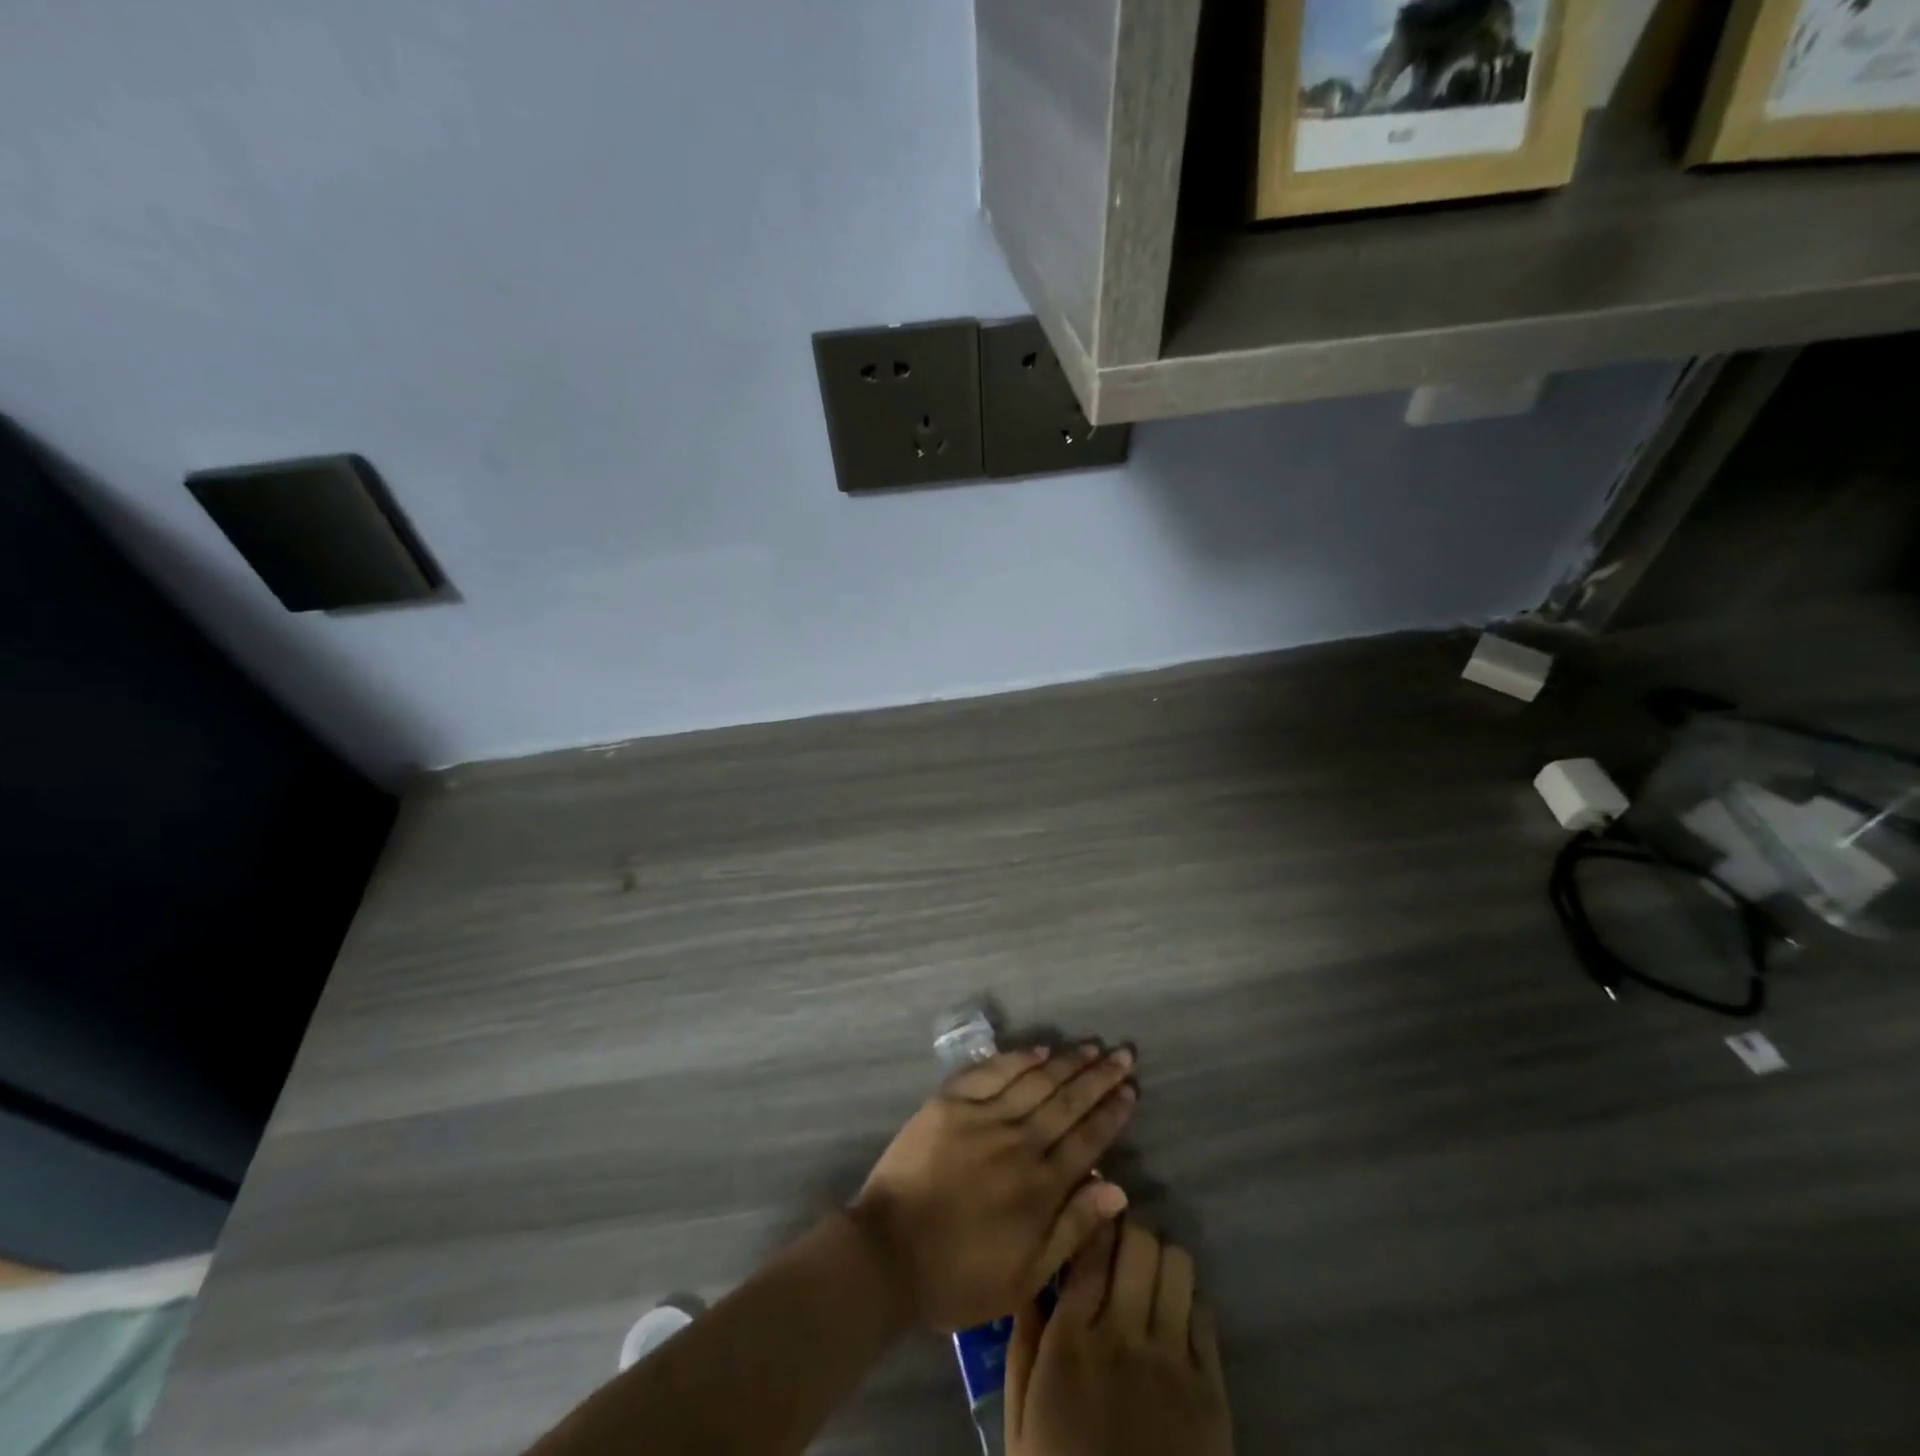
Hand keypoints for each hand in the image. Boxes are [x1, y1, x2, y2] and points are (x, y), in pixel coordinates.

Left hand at [847, 1044, 1135, 1330]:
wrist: (888, 1254)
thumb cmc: (958, 1276)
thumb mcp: (1025, 1276)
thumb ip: (1072, 1229)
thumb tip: (1117, 1188)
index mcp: (1041, 1187)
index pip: (1088, 1139)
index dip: (1112, 1112)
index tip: (1131, 1089)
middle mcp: (1019, 1143)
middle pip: (1068, 1101)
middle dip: (1100, 1076)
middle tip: (1124, 1054)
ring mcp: (983, 1117)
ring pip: (1036, 1080)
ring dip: (1067, 1062)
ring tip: (1092, 1046)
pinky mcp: (951, 1102)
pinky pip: (992, 1071)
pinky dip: (1018, 1058)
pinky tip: (1040, 1049)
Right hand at [1005, 1221, 1233, 1455]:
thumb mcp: (1020, 1418)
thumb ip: (1024, 1343)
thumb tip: (1032, 1280)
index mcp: (1071, 1339)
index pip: (1090, 1244)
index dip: (1093, 1215)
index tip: (1090, 1206)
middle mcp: (1123, 1335)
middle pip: (1138, 1241)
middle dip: (1129, 1230)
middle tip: (1119, 1242)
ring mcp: (1172, 1362)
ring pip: (1177, 1265)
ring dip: (1161, 1259)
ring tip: (1149, 1274)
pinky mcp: (1211, 1391)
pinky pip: (1205, 1314)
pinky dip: (1188, 1301)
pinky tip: (1173, 1317)